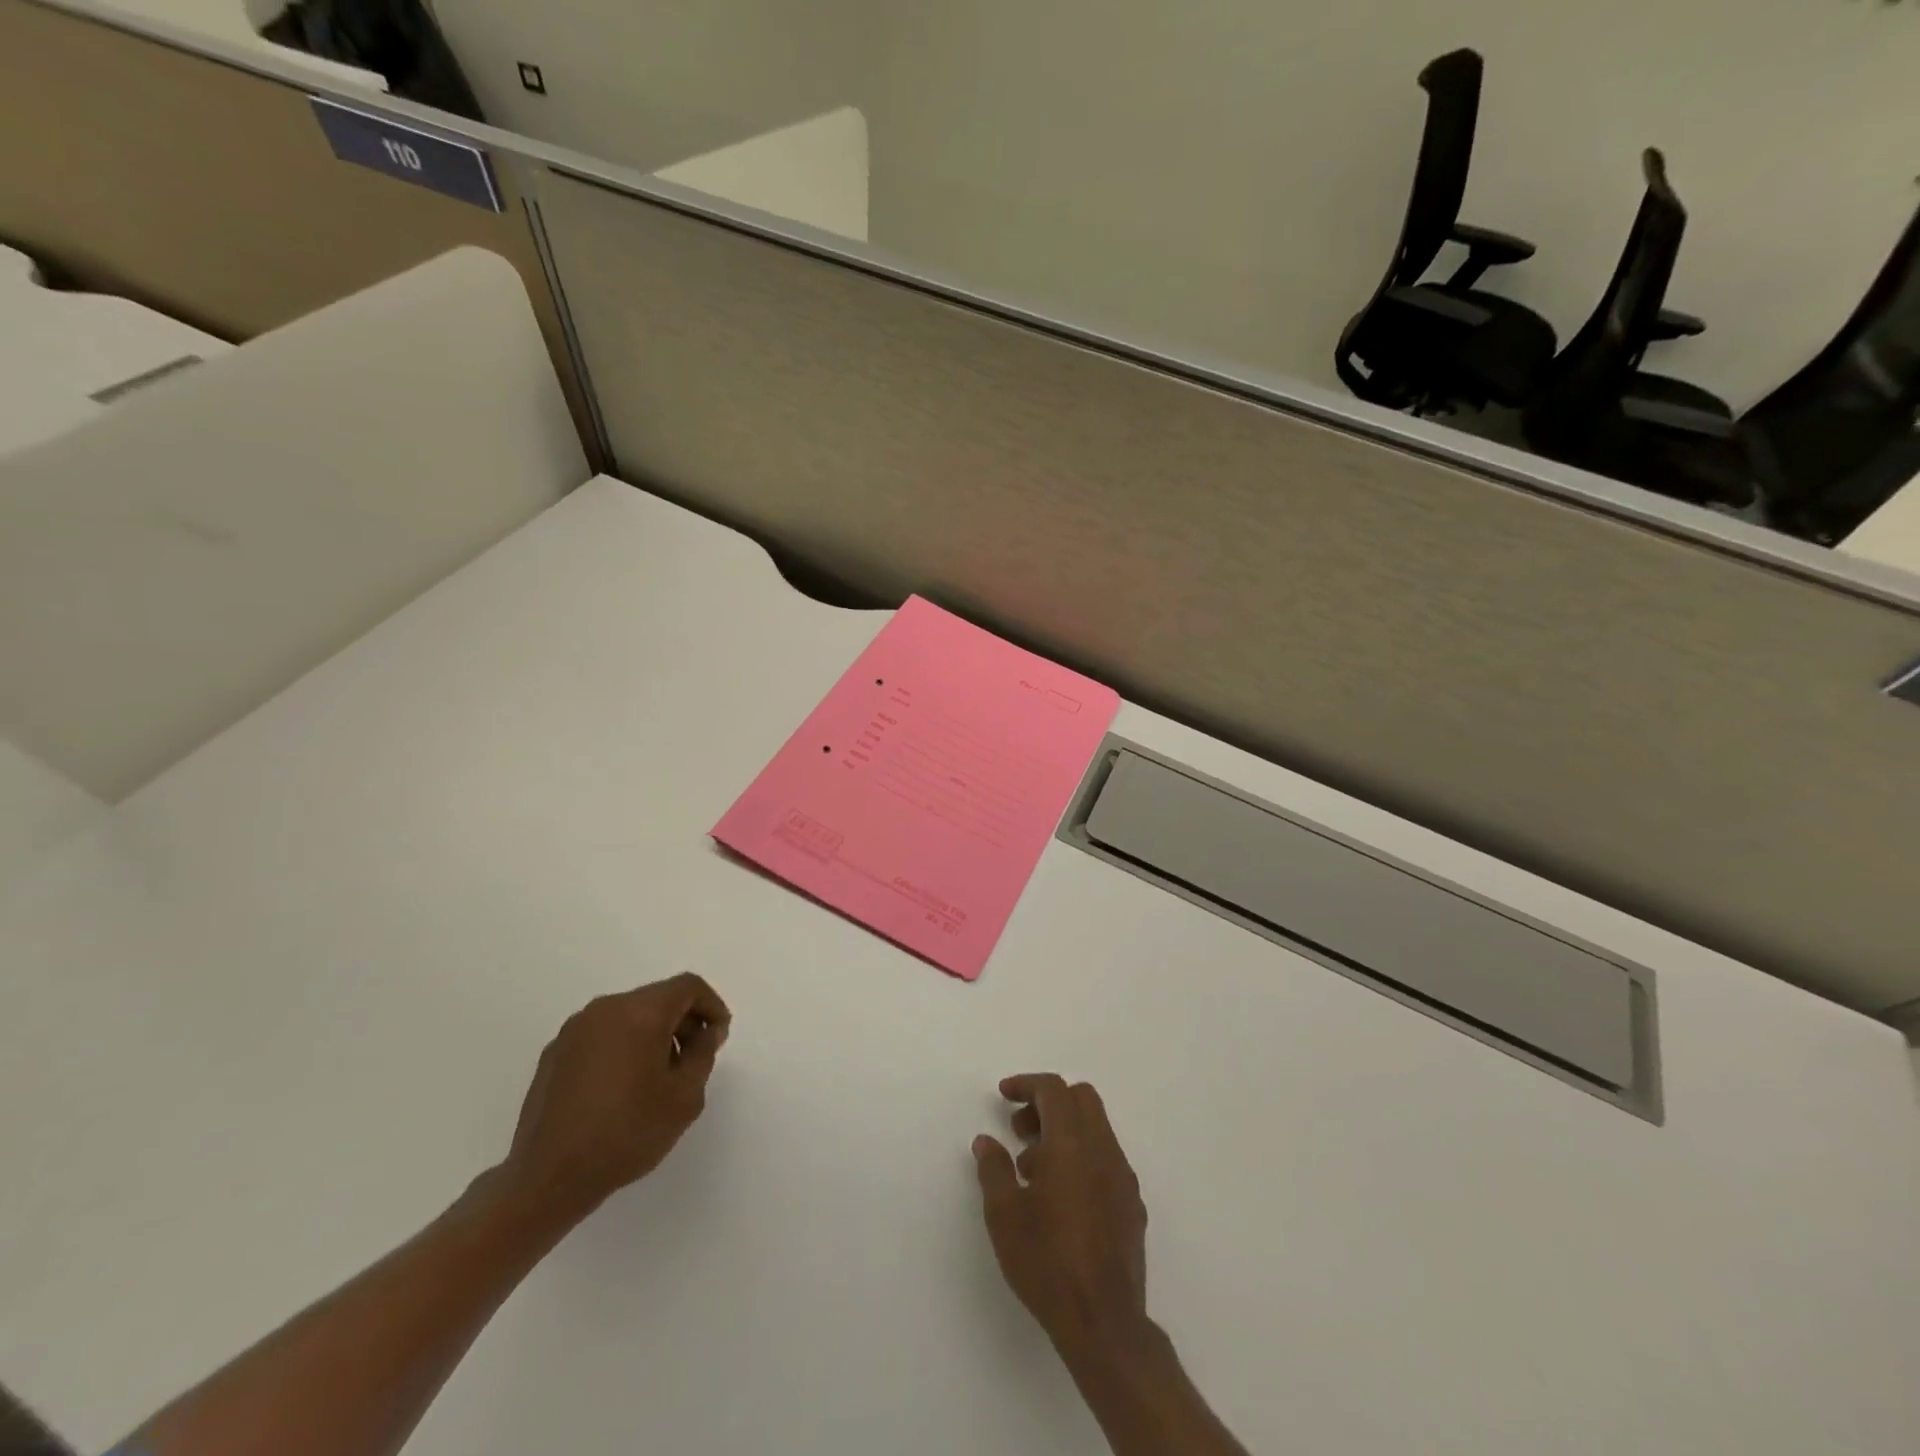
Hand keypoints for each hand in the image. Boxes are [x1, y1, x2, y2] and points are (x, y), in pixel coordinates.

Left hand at [498, 974, 731, 1224]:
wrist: (547, 1179)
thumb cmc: (625, 1133)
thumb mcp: (684, 1097)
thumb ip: (703, 1053)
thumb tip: (705, 1031)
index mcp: (639, 1013)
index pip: (687, 987)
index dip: (711, 1005)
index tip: (718, 1037)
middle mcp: (605, 1009)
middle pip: (657, 998)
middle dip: (682, 1022)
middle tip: (693, 1060)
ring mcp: (574, 1030)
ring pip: (629, 1016)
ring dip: (652, 1035)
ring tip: (658, 1078)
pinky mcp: (555, 1053)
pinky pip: (603, 1035)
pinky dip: (623, 1047)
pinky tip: (622, 1088)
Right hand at [973, 1074, 1149, 1357]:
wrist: (1104, 1323)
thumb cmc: (1047, 1263)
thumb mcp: (1004, 1216)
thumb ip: (993, 1169)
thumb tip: (986, 1140)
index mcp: (1071, 1145)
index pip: (1054, 1090)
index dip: (1027, 1084)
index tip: (1004, 1095)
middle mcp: (1103, 1150)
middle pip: (1081, 1099)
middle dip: (1048, 1102)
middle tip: (1019, 1130)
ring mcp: (1122, 1177)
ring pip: (1096, 1127)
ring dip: (1064, 1130)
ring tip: (1033, 1170)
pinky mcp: (1132, 1203)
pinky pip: (1106, 1157)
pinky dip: (1082, 1155)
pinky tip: (1062, 1195)